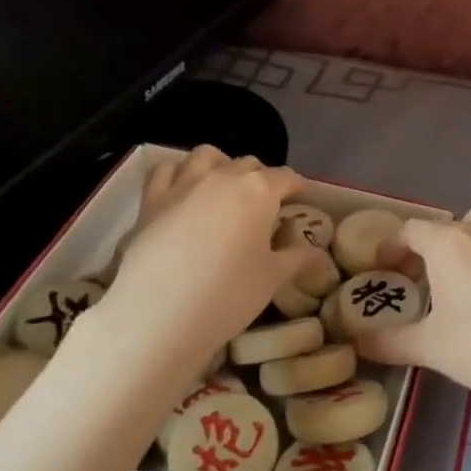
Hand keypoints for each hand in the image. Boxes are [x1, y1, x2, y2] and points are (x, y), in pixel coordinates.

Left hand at [96, 146, 321, 356]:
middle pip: (249, 164)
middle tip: (266, 206)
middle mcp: (223, 176)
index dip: (299, 187)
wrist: (158, 314)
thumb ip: (297, 259)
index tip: (304, 200)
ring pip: (206, 156)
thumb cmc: (227, 294)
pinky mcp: (150, 200)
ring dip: (221, 165)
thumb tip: (319, 255)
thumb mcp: (272, 278)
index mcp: (259, 190)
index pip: (286, 177)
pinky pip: (166, 170)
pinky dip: (178, 173)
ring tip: (224, 189)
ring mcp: (183, 183)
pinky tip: (183, 191)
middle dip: (261, 179)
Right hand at [355, 198, 470, 412]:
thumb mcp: (429, 347)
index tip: (383, 268)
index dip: (392, 246)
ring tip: (460, 268)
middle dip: (426, 246)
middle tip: (417, 279)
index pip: (411, 230)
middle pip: (446, 224)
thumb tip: (359, 343)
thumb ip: (389, 342)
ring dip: (467, 232)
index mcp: (449, 244)